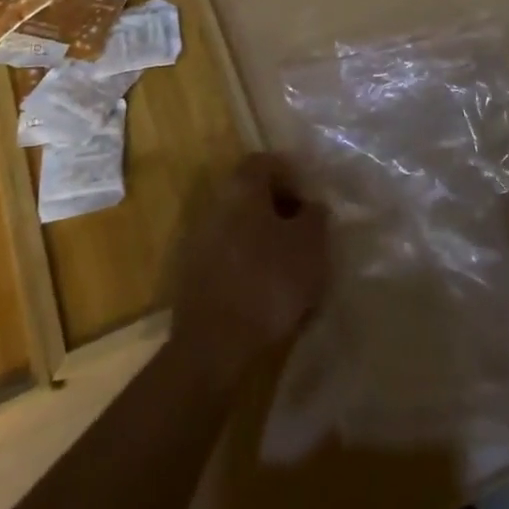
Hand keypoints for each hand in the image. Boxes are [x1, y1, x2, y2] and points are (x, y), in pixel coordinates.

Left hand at [169, 153, 329, 387]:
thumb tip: (312, 205)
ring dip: (264, 240)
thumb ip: (315, 217)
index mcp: (241, 187)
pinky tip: (267, 293)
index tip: (312, 202)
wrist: (214, 346)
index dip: (292, 176)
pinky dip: (248, 265)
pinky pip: (228, 257)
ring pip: (240, 227)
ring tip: (291, 269)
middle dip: (280, 210)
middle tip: (306, 235)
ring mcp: (199, 239)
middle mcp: (215, 204)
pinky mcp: (193, 275)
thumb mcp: (310, 246)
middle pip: (251, 194)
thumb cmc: (268, 282)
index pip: (265, 162)